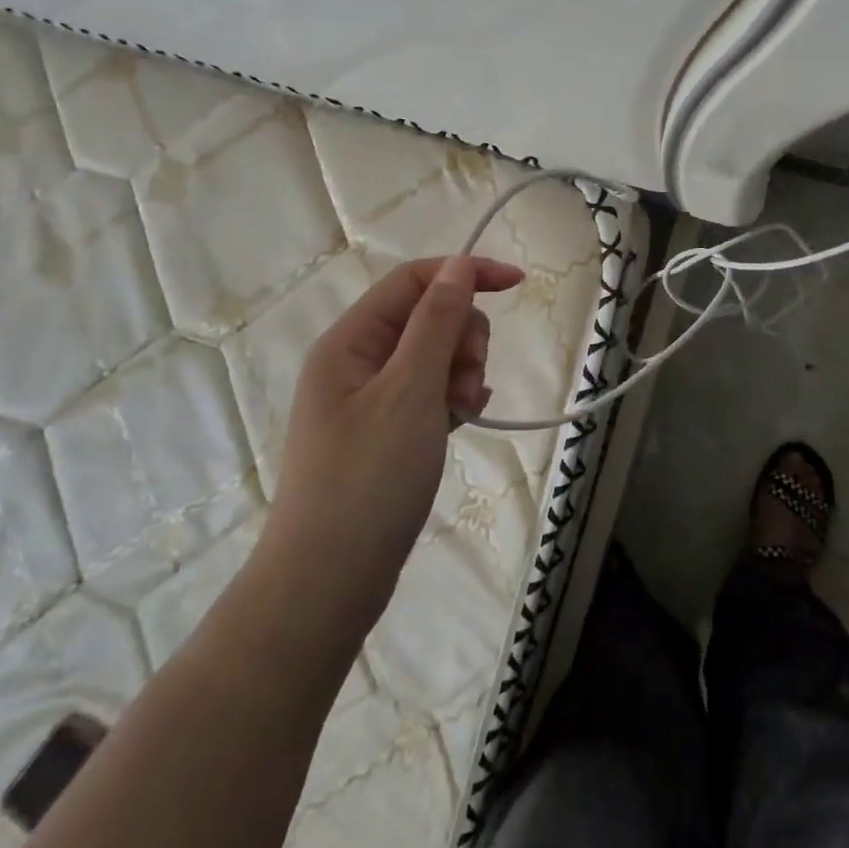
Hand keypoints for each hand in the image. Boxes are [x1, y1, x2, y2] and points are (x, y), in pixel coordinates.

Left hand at [260, 255, 524, 629]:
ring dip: (461, 372)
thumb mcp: (410, 391)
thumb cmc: (369, 478)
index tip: (518, 285)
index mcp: (349, 341)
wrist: (329, 581)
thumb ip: (436, 322)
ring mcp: (367, 398)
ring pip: (433, 355)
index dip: (465, 273)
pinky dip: (452, 397)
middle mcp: (354, 361)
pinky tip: (465, 418)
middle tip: (468, 382)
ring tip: (464, 412)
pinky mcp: (383, 430)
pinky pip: (428, 391)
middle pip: (427, 317)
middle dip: (462, 338)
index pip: (413, 280)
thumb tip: (457, 265)